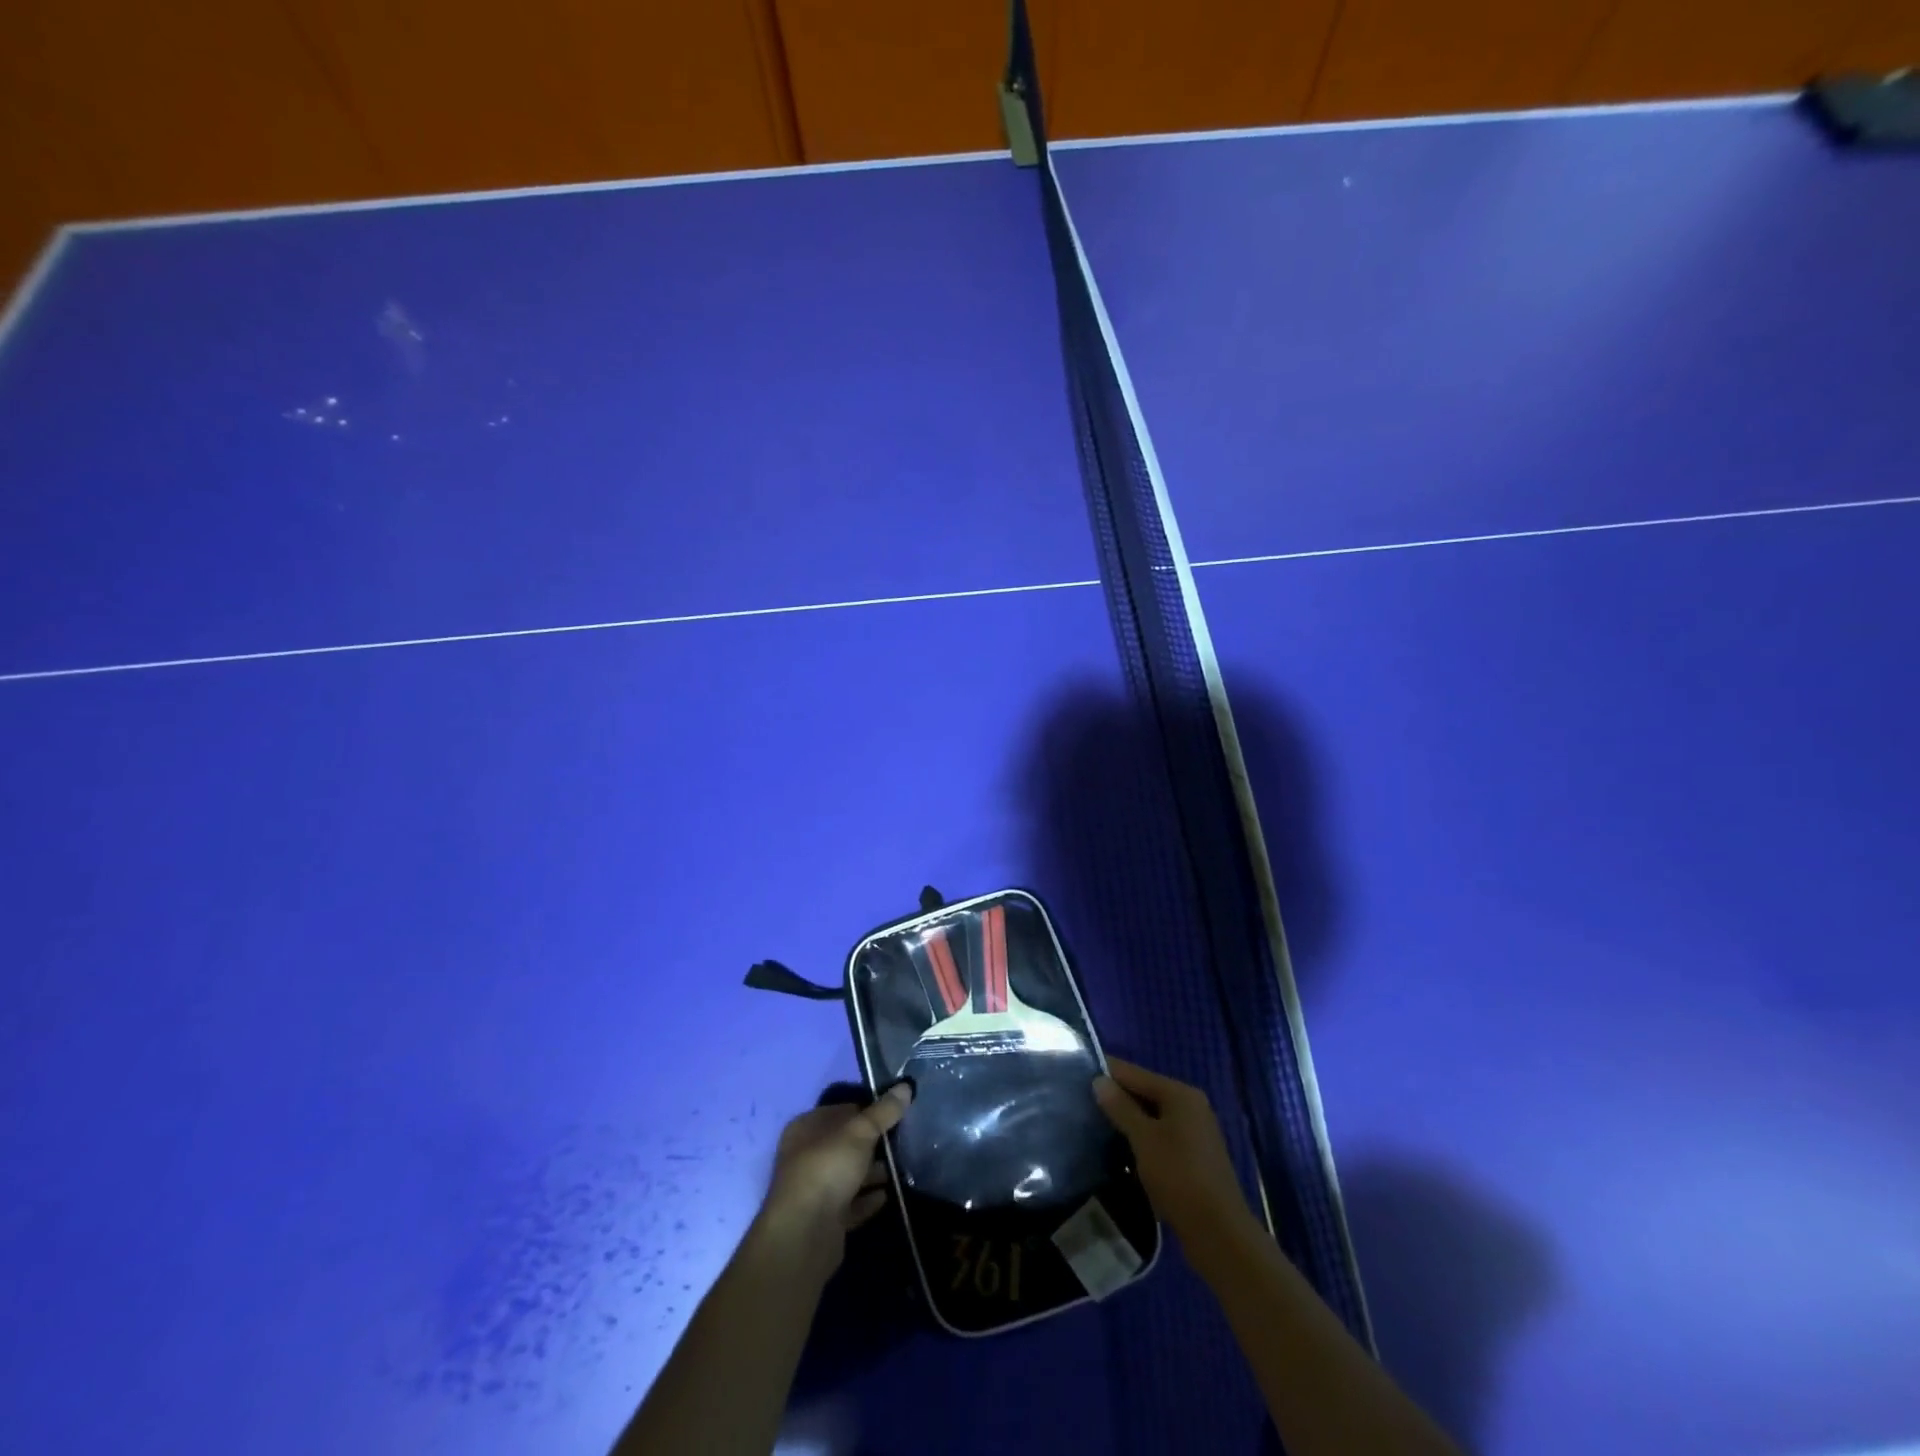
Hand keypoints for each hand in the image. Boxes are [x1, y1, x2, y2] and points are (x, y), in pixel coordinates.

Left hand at [753, 1082, 912, 1273]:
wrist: (803, 1236)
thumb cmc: (827, 1170)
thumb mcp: (860, 1133)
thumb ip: (883, 1112)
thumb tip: (906, 1086)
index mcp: (806, 1128)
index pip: (842, 1110)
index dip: (868, 1110)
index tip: (895, 1113)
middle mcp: (806, 1156)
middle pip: (846, 1143)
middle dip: (874, 1143)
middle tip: (904, 1140)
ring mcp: (815, 1189)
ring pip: (850, 1174)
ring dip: (873, 1172)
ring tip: (902, 1167)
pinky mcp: (825, 1220)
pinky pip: (852, 1203)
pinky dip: (868, 1199)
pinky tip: (888, 1195)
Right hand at [1093, 1057, 1258, 1248]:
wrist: (1219, 1233)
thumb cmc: (1178, 1176)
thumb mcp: (1144, 1139)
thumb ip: (1121, 1107)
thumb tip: (1099, 1080)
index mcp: (1180, 1094)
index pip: (1135, 1073)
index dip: (1107, 1072)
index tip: (1076, 1073)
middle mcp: (1191, 1106)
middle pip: (1145, 1092)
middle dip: (1117, 1098)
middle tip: (1082, 1102)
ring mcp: (1195, 1132)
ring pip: (1152, 1116)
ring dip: (1128, 1120)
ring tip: (1096, 1124)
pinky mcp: (1194, 1156)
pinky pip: (1161, 1135)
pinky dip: (1142, 1138)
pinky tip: (1122, 1148)